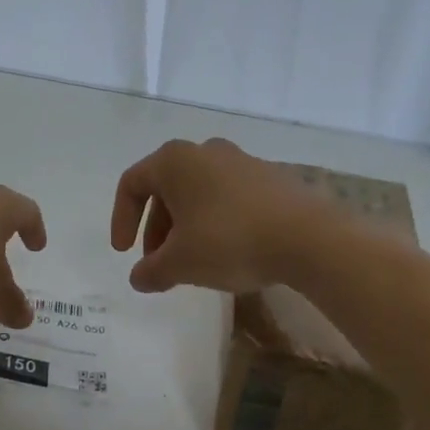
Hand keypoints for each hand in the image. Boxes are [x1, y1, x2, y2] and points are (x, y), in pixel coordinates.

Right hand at [110, 139, 333, 293]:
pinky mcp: (270, 178)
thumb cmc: (229, 241)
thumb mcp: (180, 264)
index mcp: (175, 161)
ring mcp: (241, 161)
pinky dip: (215, 222)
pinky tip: (227, 253)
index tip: (125, 253)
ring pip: (198, 193)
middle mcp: (205, 151)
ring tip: (192, 263)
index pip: (132, 184)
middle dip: (156, 229)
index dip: (121, 219)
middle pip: (166, 188)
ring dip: (185, 227)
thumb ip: (151, 271)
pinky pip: (228, 197)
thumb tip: (139, 278)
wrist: (308, 237)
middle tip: (159, 263)